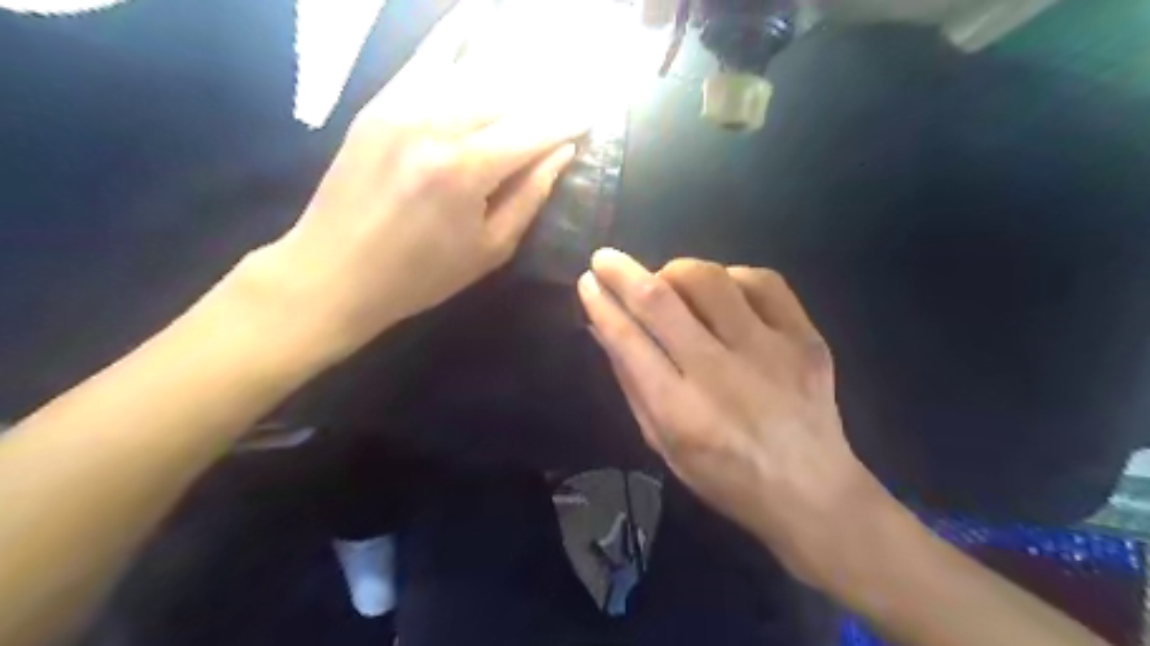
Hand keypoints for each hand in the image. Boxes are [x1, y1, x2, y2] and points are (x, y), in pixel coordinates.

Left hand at [240, 0, 583, 364]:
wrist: (333, 271)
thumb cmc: (420, 274)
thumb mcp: (489, 249)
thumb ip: (529, 197)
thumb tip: (561, 153)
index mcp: (466, 169)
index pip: (533, 129)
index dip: (567, 120)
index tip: (591, 114)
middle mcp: (435, 123)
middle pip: (506, 93)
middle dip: (541, 98)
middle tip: (564, 104)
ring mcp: (400, 105)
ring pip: (471, 72)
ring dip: (509, 75)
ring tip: (536, 72)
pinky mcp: (378, 103)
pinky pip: (427, 62)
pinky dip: (456, 44)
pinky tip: (476, 23)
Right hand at [579, 248, 893, 585]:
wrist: (811, 491)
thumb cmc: (725, 476)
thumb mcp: (663, 444)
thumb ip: (632, 383)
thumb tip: (605, 327)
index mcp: (681, 412)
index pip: (628, 340)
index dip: (602, 304)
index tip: (588, 281)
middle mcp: (721, 375)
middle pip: (662, 301)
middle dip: (624, 272)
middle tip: (607, 259)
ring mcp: (770, 351)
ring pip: (710, 280)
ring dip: (677, 271)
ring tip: (670, 283)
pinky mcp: (806, 338)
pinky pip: (762, 280)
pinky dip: (731, 277)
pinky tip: (723, 293)